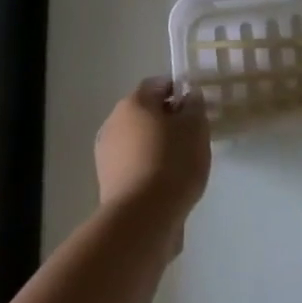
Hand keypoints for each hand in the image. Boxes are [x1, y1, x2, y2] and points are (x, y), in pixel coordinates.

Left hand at [95, 79, 211, 217]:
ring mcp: (106, 153)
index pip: (157, 85)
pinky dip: (147, 167)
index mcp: (134, 102)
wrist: (142, 217)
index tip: (195, 108)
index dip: (177, 91)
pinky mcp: (106, 181)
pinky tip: (165, 183)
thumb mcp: (195, 127)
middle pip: (144, 112)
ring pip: (137, 139)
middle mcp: (114, 122)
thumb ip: (194, 106)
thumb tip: (188, 97)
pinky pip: (132, 164)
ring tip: (179, 163)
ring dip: (155, 145)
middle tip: (190, 136)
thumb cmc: (172, 162)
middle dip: (166, 120)